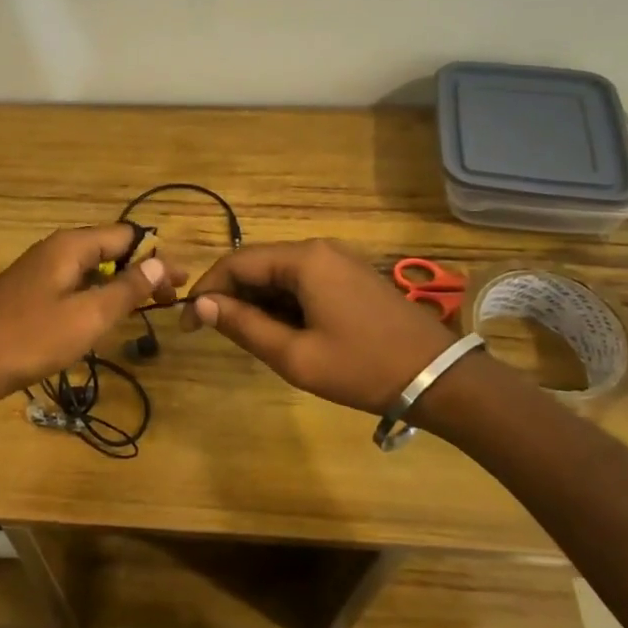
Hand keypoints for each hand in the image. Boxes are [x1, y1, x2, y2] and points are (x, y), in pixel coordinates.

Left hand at [0, 224, 186, 407]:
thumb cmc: (31, 338)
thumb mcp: (88, 316)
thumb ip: (127, 288)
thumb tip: (161, 260)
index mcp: (70, 246)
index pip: (126, 236)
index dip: (156, 257)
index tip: (180, 284)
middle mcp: (53, 250)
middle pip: (108, 251)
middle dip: (140, 273)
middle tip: (167, 302)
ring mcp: (35, 272)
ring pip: (88, 271)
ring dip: (117, 287)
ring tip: (142, 311)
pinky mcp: (25, 295)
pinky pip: (70, 287)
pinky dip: (93, 298)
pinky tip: (99, 321)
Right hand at [180, 239, 453, 412]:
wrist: (440, 378)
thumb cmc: (362, 367)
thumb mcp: (295, 355)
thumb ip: (243, 326)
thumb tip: (201, 305)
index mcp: (303, 260)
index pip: (236, 263)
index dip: (206, 290)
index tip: (187, 324)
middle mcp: (318, 249)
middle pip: (257, 265)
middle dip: (229, 296)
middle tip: (213, 334)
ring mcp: (338, 261)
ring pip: (279, 275)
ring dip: (256, 302)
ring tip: (246, 338)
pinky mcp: (351, 277)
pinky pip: (302, 282)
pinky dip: (282, 303)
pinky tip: (281, 332)